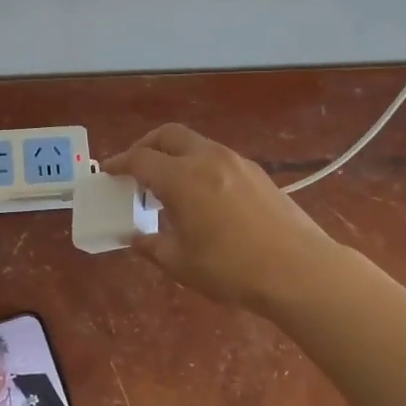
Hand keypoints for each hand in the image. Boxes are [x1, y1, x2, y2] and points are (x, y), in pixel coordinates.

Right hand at [101, 123, 336, 310]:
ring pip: (196, 144)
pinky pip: (217, 157)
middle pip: (169, 135)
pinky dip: (198, 164)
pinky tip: (201, 194)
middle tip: (135, 169)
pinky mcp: (258, 173)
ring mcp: (237, 162)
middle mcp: (208, 159)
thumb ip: (152, 246)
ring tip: (167, 185)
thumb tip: (135, 237)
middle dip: (146, 146)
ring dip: (174, 155)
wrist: (298, 270)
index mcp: (182, 178)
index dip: (119, 164)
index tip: (107, 172)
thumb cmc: (232, 269)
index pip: (141, 160)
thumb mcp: (181, 263)